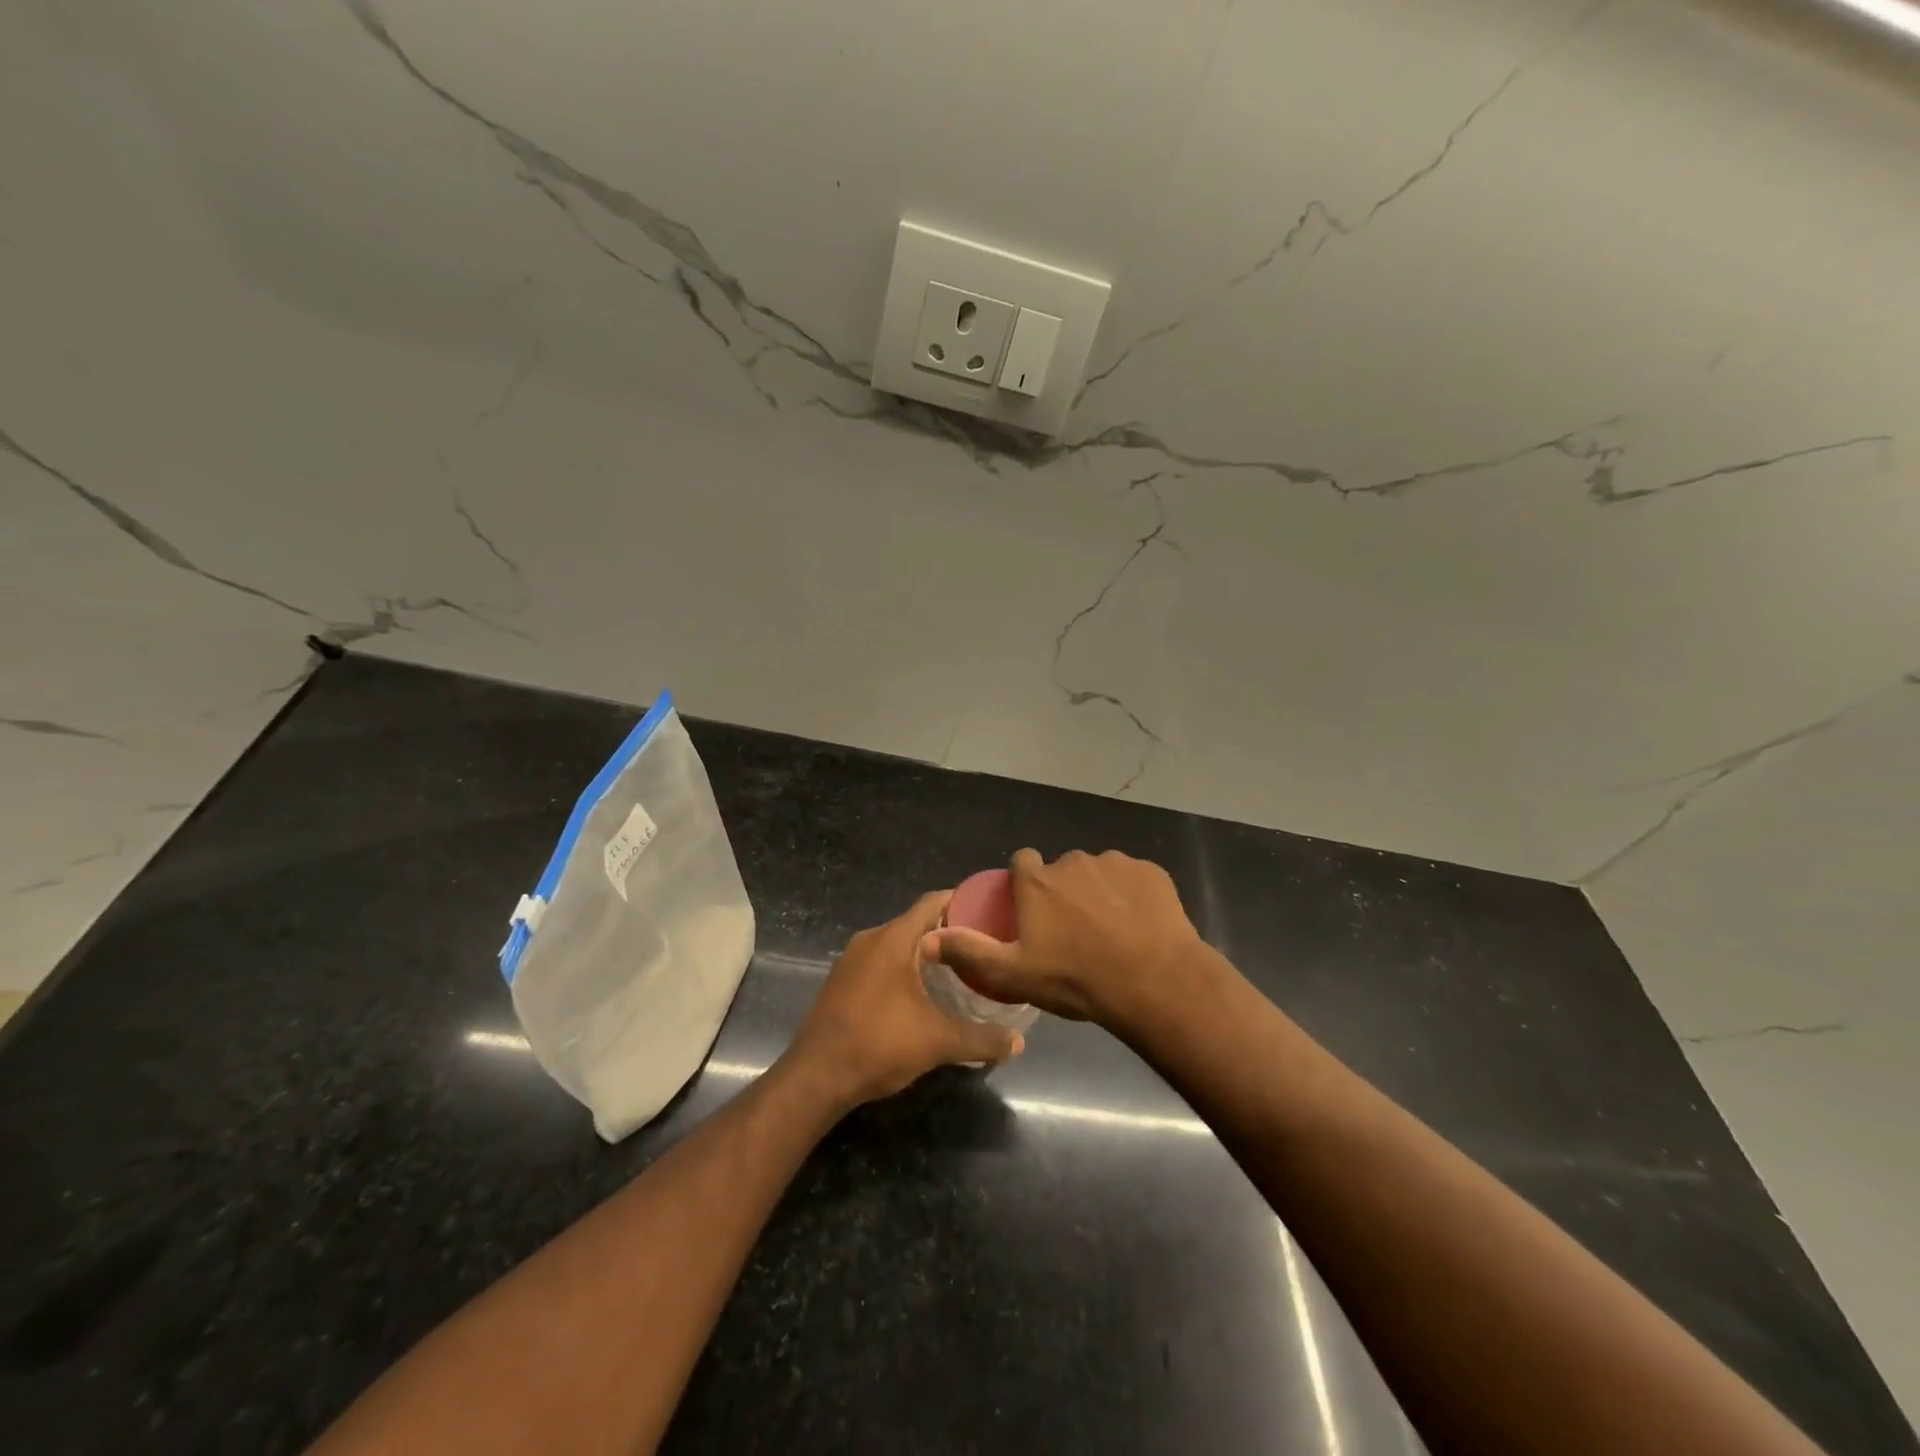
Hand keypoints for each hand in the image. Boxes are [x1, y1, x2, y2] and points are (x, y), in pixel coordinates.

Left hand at [785, 891, 1024, 1107]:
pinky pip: (881, 961)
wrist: (816, 1077)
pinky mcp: (842, 981)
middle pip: (917, 923)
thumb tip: (1019, 1043)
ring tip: (960, 970)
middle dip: (949, 932)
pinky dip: (904, 968)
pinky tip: (924, 993)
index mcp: (893, 939)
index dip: (962, 902)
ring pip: (898, 944)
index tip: (990, 912)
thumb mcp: (938, 1041)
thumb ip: (981, 1038)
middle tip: (983, 947)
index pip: (933, 902)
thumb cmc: (878, 1045)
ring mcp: (852, 960)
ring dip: (926, 953)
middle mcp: (871, 939)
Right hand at [918, 849, 1208, 1029]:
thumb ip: (970, 951)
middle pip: (1062, 870)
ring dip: (1099, 893)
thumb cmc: (1076, 978)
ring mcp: (1115, 862)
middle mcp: (1073, 861)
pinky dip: (1132, 896)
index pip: (1022, 862)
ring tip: (1110, 932)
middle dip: (1064, 892)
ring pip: (1099, 873)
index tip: (1032, 910)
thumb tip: (927, 939)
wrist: (1153, 981)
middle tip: (1073, 931)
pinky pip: (1133, 879)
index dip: (1025, 884)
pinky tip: (1139, 926)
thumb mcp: (1013, 973)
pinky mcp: (1151, 871)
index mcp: (1038, 881)